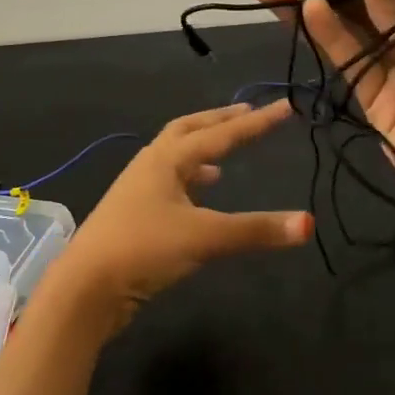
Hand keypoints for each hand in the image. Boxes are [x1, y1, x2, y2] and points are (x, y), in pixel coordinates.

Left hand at [40, 101, 312, 321]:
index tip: (285, 107)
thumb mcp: (204, 237)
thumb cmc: (143, 249)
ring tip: (225, 156)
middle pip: (188, 131)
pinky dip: (190, 181)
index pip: (220, 134)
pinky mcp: (134, 215)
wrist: (86, 287)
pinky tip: (200, 195)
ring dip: (201, 150)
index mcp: (166, 159)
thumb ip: (255, 230)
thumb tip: (308, 223)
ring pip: (175, 157)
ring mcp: (138, 190)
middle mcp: (150, 165)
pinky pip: (168, 184)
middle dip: (219, 121)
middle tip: (248, 113)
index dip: (256, 122)